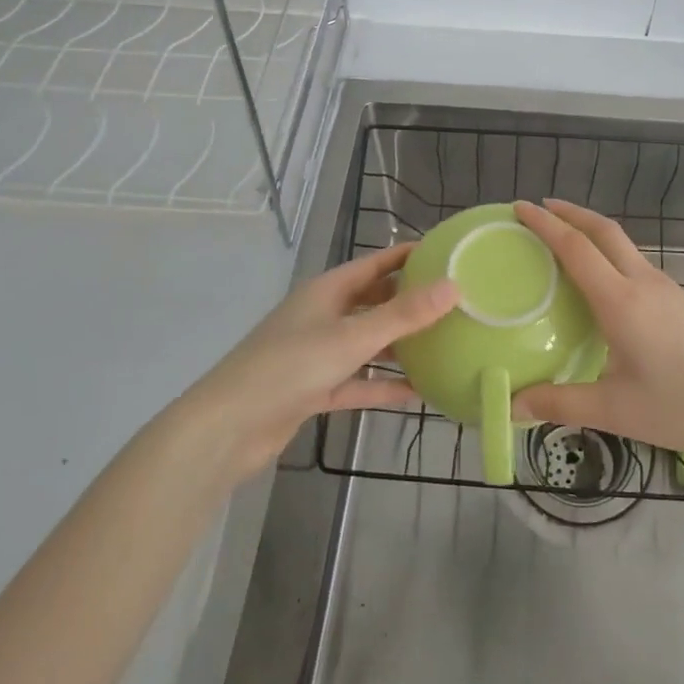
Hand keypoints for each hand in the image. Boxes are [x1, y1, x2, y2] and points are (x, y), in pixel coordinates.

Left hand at [184, 243, 456, 480]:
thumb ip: (403, 315)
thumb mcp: (352, 338)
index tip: (448, 254)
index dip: (409, 256)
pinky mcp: (314, 389)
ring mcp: (317, 354)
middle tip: (454, 302)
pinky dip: (382, 384)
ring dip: (399, 345)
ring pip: (367, 342)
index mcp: (328, 291)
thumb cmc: (290, 367)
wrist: (228, 428)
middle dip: (410, 301)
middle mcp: (323, 316)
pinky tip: (416, 392)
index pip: (376, 263)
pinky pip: (357, 381)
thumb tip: (454, 286)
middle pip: (373, 301)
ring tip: (443, 345)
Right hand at [510, 199, 683, 463]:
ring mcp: (667, 289)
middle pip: (604, 231)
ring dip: (592, 233)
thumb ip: (562, 404)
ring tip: (566, 244)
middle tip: (540, 210)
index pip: (575, 248)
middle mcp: (643, 283)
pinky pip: (637, 265)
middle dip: (570, 213)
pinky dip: (611, 256)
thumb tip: (513, 405)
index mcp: (621, 301)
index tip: (520, 207)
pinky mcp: (682, 301)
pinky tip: (605, 286)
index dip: (546, 224)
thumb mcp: (617, 411)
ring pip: (624, 245)